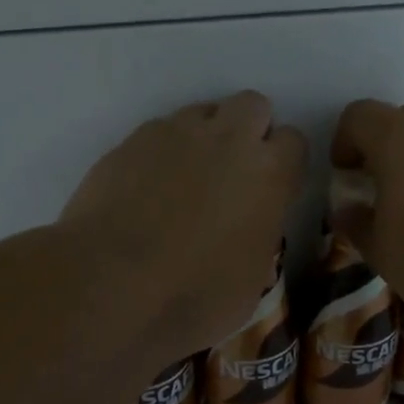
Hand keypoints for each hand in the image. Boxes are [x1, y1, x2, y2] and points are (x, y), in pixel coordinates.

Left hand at [60, 91, 306, 362]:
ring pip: (204, 112)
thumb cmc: (192, 297)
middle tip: (232, 173)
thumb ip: (259, 236)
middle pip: (253, 106)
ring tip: (186, 179)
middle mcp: (228, 140)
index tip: (271, 190)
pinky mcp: (132, 140)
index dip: (284, 164)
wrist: (109, 284)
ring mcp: (176, 133)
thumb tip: (248, 230)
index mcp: (269, 175)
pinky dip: (162, 152)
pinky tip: (147, 188)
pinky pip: (160, 132)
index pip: (294, 142)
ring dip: (205, 137)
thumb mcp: (251, 282)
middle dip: (249, 130)